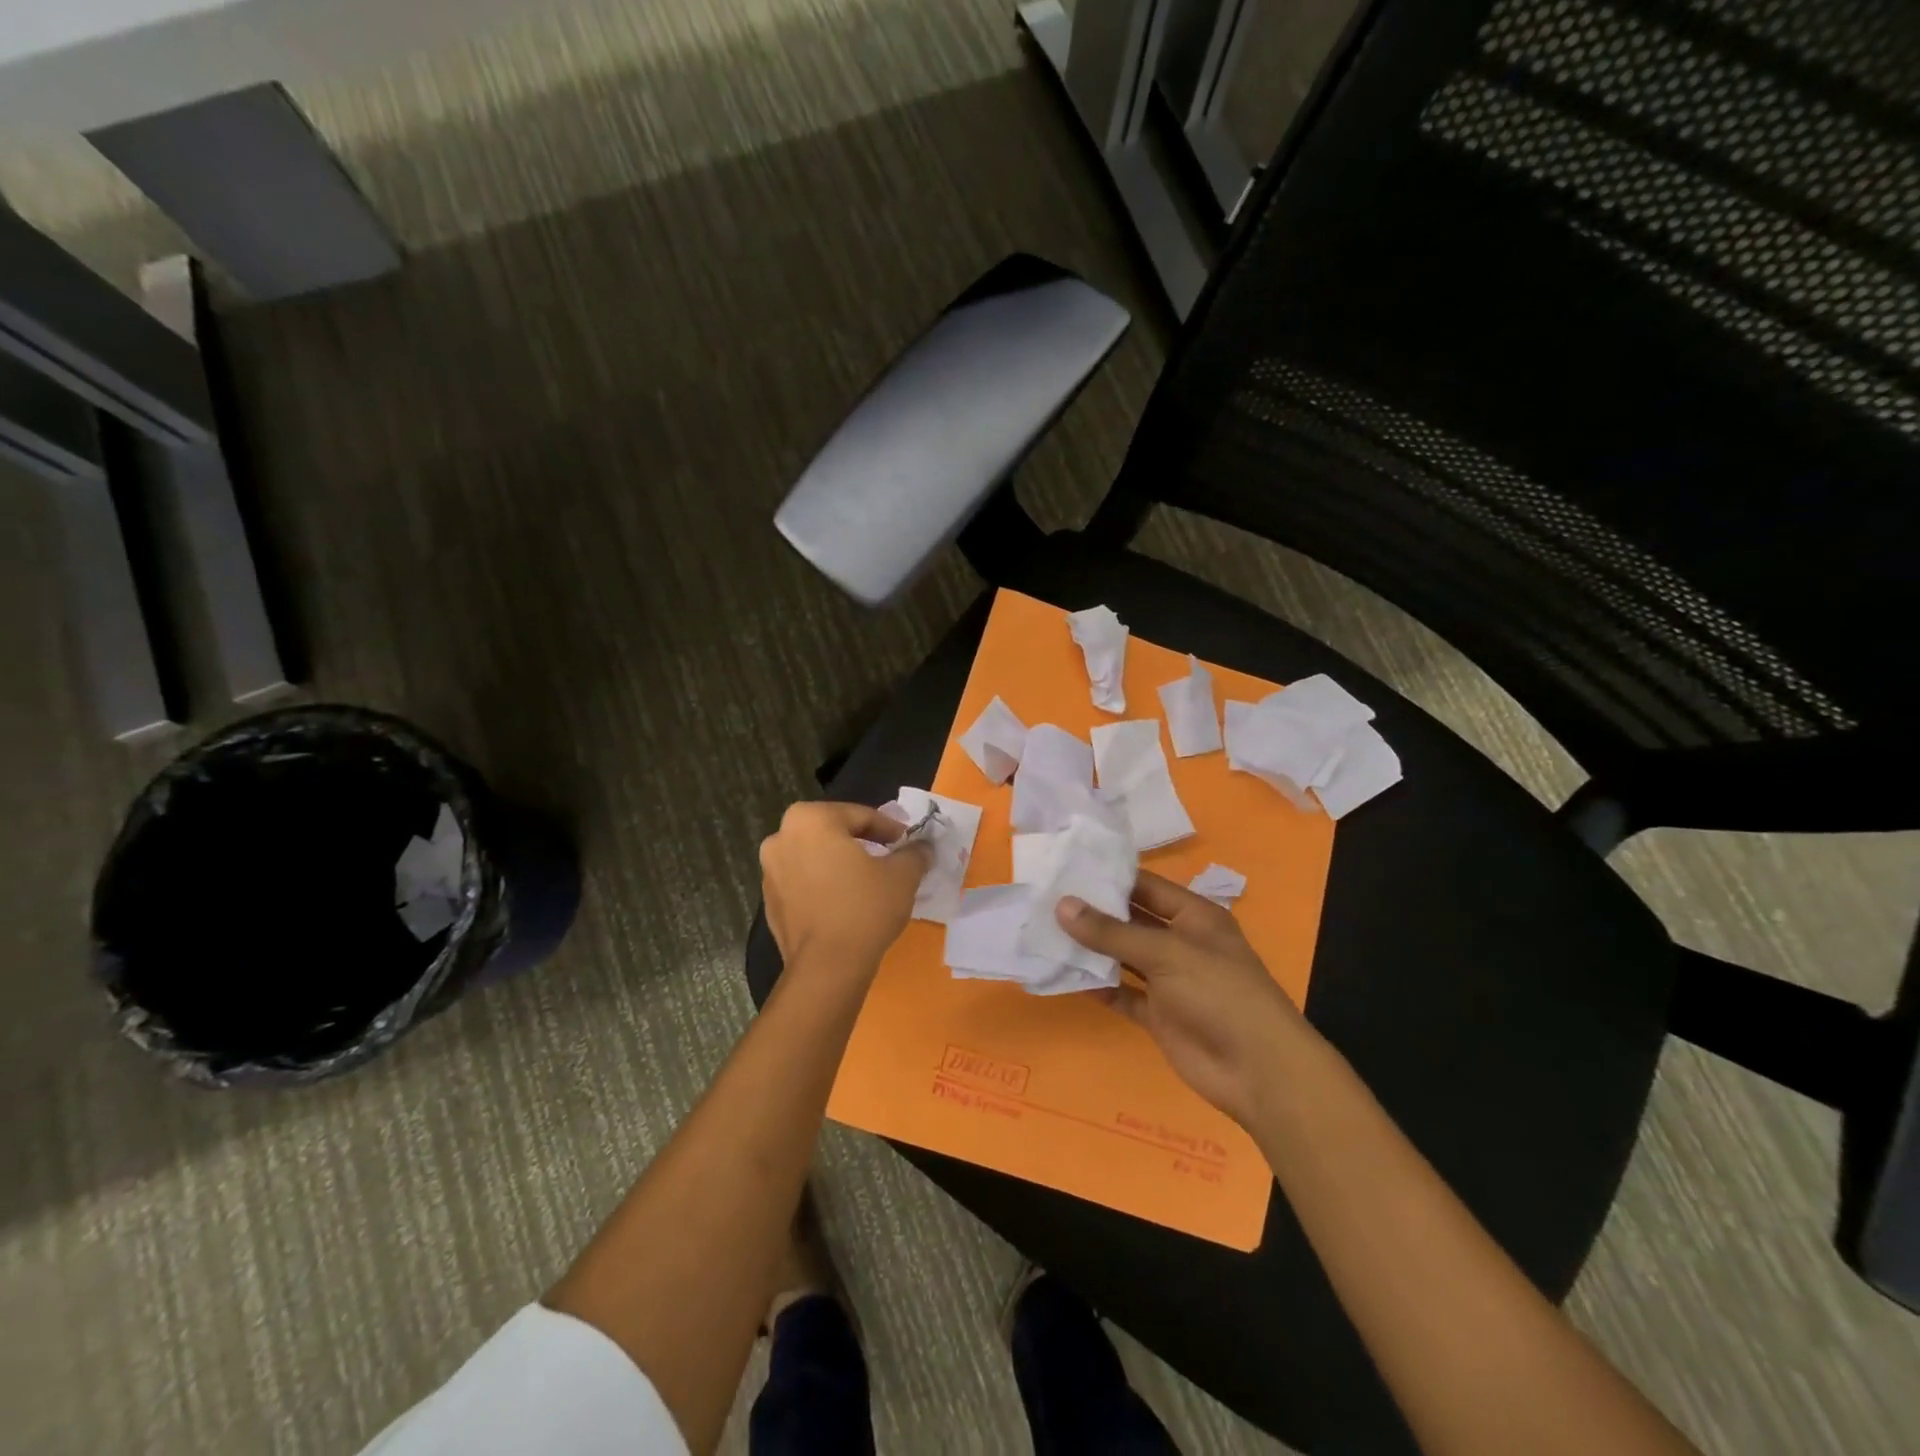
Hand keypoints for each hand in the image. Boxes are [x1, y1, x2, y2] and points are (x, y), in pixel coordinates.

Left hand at [760, 801, 931, 979]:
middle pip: (833, 833)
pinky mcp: (769, 903)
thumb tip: (923, 847)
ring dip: (840, 864)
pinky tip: (846, 903)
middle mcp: (781, 837)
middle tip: (889, 857)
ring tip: (868, 882)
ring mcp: (770, 872)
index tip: (907, 842)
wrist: (827, 967)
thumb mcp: (903, 875)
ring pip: (815, 857)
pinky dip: (824, 886)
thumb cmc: (865, 908)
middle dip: (861, 843)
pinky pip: (803, 883)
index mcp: (810, 819)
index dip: (889, 828)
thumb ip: (914, 853)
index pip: (860, 815)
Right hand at [1057, 871, 1310, 1126]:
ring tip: (1046, 933)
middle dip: (1095, 913)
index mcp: (1194, 916)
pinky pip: (1123, 994)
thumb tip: (1062, 906)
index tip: (1068, 868)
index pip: (1146, 886)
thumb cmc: (1219, 992)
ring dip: (1092, 950)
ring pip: (1124, 958)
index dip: (1111, 877)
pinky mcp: (1159, 1015)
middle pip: (1132, 921)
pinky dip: (1100, 987)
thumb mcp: (1166, 952)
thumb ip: (1112, 932)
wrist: (1257, 1070)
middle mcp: (1181, 943)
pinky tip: (1066, 976)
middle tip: (1046, 899)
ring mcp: (1170, 982)